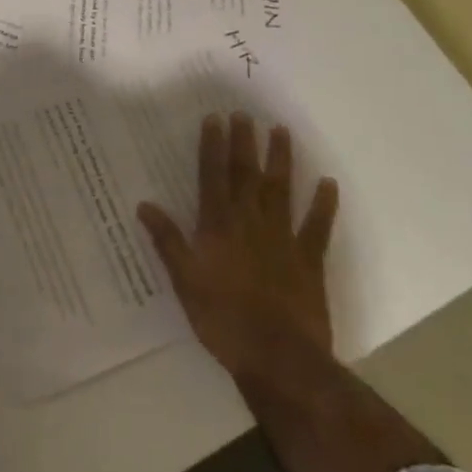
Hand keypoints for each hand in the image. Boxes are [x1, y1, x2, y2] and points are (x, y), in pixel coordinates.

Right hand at [137, 113, 337, 381]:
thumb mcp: (184, 281)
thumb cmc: (223, 319)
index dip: (213, 146)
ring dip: (281, 160)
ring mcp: (282, 239)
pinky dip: (323, 204)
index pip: (212, 177)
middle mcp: (250, 223)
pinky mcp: (309, 260)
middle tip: (245, 113)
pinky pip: (317, 226)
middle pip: (246, 175)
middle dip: (244, 142)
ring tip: (281, 130)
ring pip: (280, 190)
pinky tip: (328, 182)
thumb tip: (143, 204)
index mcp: (217, 226)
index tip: (215, 118)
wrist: (278, 358)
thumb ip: (167, 241)